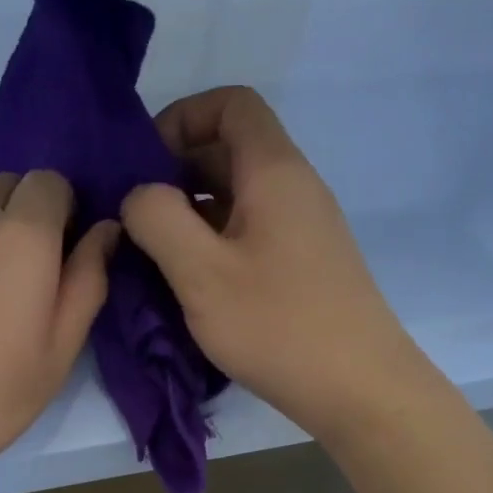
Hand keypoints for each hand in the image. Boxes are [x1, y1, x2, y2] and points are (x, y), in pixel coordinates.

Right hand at [120, 86, 416, 440]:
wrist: (357, 387)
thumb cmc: (276, 324)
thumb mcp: (200, 272)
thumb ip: (158, 220)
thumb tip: (139, 194)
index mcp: (274, 172)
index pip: (232, 104)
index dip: (182, 118)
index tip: (144, 164)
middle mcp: (295, 189)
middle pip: (233, 150)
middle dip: (177, 171)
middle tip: (136, 216)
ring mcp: (304, 229)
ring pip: (240, 197)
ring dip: (193, 213)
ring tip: (154, 253)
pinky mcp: (304, 266)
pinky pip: (252, 233)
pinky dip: (215, 242)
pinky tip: (192, 282)